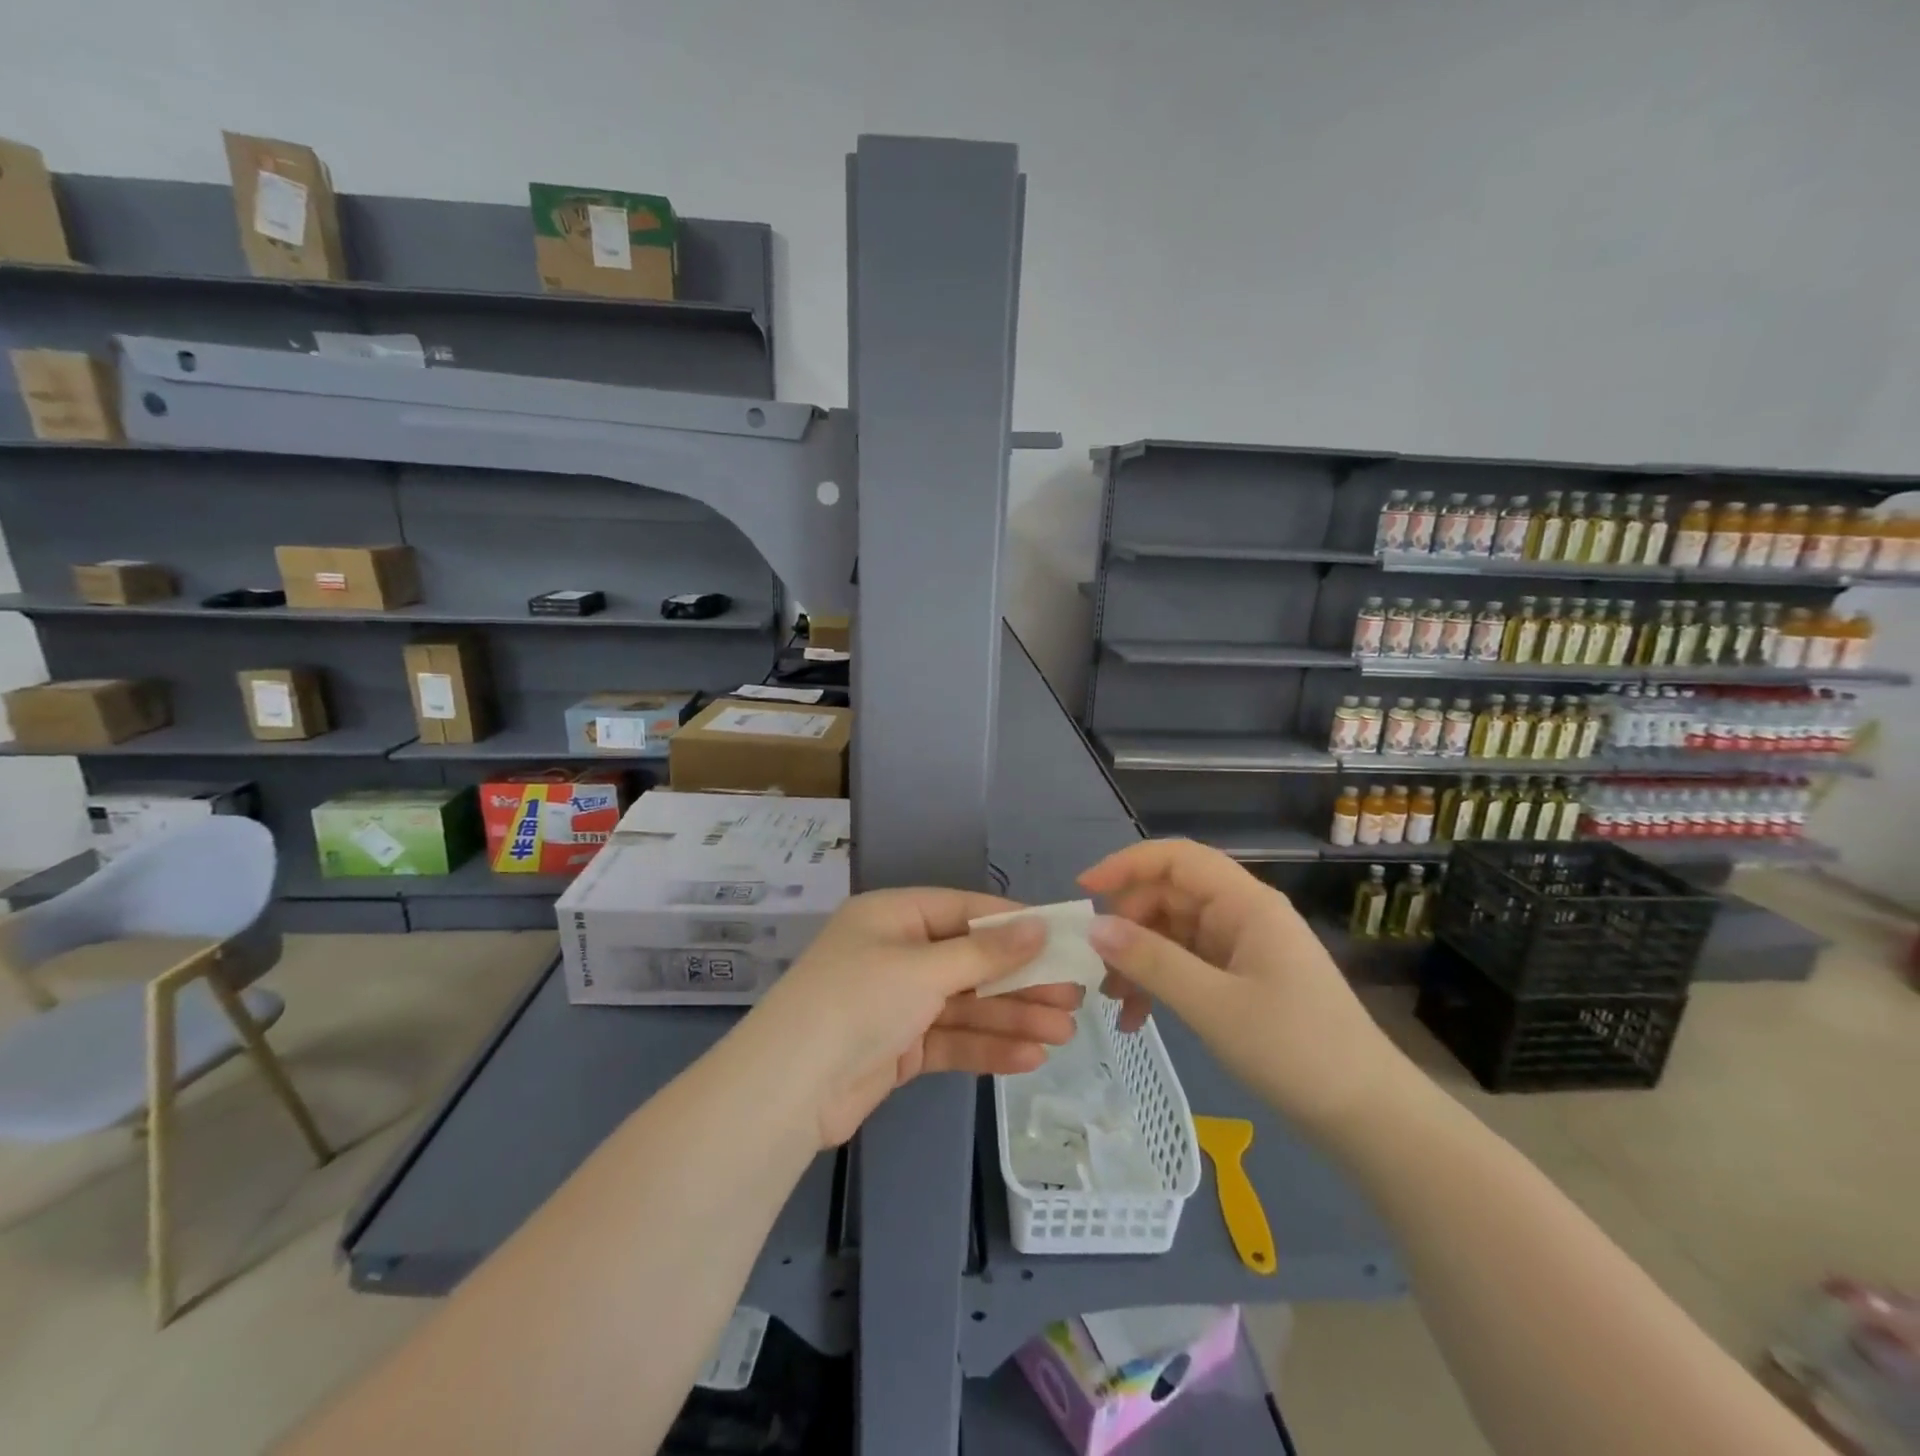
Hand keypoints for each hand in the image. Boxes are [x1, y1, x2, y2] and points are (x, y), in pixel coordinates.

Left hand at [743, 888, 1079, 1147]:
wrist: (789, 1089)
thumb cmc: (858, 1002)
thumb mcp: (924, 969)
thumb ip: (985, 951)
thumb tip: (1039, 924)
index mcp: (894, 916)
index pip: (965, 910)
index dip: (1015, 924)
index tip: (1062, 937)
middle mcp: (897, 953)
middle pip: (971, 960)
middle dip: (1021, 979)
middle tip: (1074, 997)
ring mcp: (898, 1002)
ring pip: (966, 1003)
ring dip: (1013, 1017)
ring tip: (1064, 1033)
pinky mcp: (900, 1047)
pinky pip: (952, 1038)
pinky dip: (987, 1046)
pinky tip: (1030, 1058)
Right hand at [1080, 840, 1411, 1141]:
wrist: (1368, 1116)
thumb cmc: (1295, 1050)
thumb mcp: (1213, 1005)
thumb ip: (1151, 961)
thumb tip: (1093, 926)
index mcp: (1245, 904)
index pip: (1177, 858)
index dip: (1126, 864)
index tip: (1083, 891)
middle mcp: (1242, 915)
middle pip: (1169, 896)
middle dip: (1127, 925)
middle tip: (1095, 966)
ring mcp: (1242, 947)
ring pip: (1172, 932)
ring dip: (1138, 959)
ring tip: (1111, 1001)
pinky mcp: (1242, 979)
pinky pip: (1187, 964)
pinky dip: (1159, 983)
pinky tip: (1137, 1018)